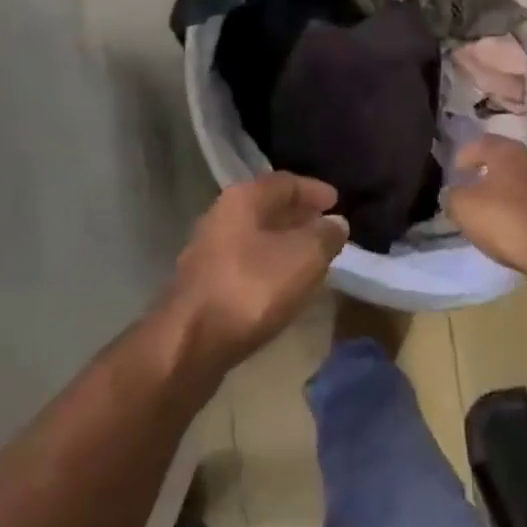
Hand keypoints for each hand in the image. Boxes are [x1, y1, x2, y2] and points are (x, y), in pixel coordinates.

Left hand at [166, 173, 348, 371]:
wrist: (189, 343)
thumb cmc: (251, 288)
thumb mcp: (304, 257)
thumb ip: (325, 236)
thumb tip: (336, 223)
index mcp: (243, 199)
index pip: (285, 182)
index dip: (313, 190)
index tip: (337, 201)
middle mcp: (221, 216)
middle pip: (266, 208)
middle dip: (298, 215)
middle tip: (326, 227)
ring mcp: (208, 251)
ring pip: (255, 236)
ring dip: (283, 242)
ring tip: (311, 255)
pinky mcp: (204, 284)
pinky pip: (246, 263)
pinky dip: (269, 265)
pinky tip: (284, 283)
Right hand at [444, 135, 526, 280]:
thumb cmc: (506, 221)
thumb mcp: (464, 208)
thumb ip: (452, 195)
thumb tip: (454, 192)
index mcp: (507, 151)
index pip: (481, 142)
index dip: (465, 155)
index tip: (455, 171)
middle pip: (505, 158)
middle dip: (488, 169)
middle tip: (473, 185)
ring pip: (523, 178)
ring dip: (508, 188)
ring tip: (493, 207)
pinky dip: (524, 205)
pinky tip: (516, 222)